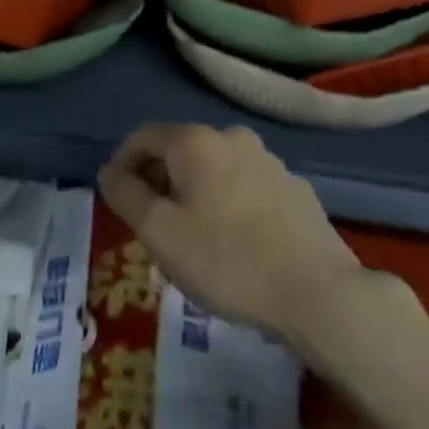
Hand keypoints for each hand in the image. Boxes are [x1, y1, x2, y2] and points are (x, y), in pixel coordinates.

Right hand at [97, 123, 393, 341]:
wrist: (318, 292)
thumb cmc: (227, 260)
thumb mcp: (160, 232)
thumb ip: (126, 195)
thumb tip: (109, 172)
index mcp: (196, 141)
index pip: (142, 136)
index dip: (121, 163)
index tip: (117, 200)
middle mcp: (232, 137)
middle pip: (179, 150)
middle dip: (158, 181)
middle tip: (151, 224)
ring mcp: (269, 160)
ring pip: (214, 169)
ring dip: (193, 192)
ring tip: (192, 236)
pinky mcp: (295, 187)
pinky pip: (245, 185)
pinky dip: (227, 202)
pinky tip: (234, 241)